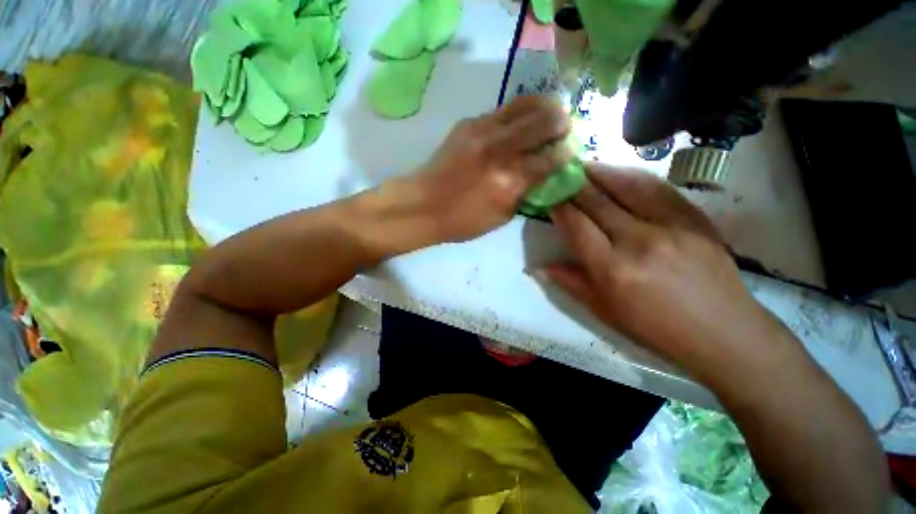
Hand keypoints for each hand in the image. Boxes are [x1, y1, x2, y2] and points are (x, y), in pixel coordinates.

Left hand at [412, 95, 571, 241]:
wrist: (422, 204)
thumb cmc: (462, 220)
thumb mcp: (501, 217)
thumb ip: (525, 194)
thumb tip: (543, 175)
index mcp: (509, 181)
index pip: (552, 157)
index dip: (568, 151)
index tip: (572, 151)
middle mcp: (500, 150)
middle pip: (545, 119)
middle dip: (562, 121)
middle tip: (564, 128)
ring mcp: (482, 131)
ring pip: (525, 104)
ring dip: (544, 108)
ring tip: (548, 116)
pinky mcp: (468, 123)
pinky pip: (502, 110)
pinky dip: (518, 114)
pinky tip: (517, 125)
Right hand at [544, 164, 779, 377]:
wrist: (724, 332)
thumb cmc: (654, 328)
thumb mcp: (603, 310)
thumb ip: (569, 282)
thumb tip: (538, 267)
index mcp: (611, 268)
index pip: (576, 225)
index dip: (559, 208)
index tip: (549, 198)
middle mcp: (638, 240)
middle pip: (597, 201)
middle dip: (574, 185)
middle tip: (560, 175)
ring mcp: (671, 225)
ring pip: (627, 185)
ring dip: (601, 172)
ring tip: (584, 165)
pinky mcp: (694, 218)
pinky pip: (658, 187)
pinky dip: (633, 176)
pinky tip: (620, 172)